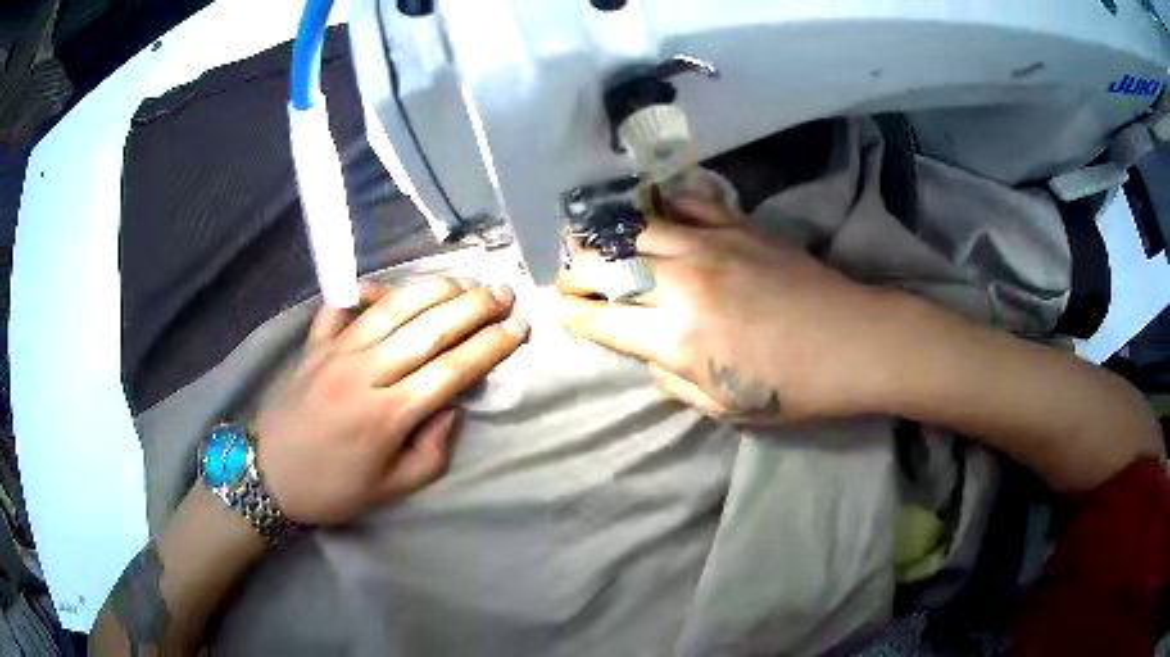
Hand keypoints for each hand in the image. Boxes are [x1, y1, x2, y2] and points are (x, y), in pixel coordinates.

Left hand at [254, 278, 528, 524]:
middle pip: (429, 329)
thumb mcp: (392, 489)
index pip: (452, 370)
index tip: (519, 329)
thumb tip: (453, 408)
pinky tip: (387, 290)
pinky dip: (366, 292)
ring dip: (433, 289)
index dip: (490, 347)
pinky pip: (341, 306)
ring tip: (464, 283)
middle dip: (473, 308)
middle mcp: (364, 373)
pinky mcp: (314, 344)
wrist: (269, 476)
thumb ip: (432, 452)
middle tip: (504, 294)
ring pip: (393, 308)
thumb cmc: (333, 489)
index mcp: (387, 416)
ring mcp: (336, 352)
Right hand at [557, 198, 891, 423]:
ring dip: (605, 238)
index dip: (571, 315)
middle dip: (573, 273)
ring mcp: (709, 245)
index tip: (560, 312)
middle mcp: (681, 283)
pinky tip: (650, 213)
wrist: (853, 342)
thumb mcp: (722, 406)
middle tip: (568, 281)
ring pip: (634, 228)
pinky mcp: (737, 225)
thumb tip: (648, 348)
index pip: (600, 319)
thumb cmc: (793, 387)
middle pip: (604, 265)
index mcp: (676, 338)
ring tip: (595, 245)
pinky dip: (659, 206)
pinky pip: (684, 204)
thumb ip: (670, 377)